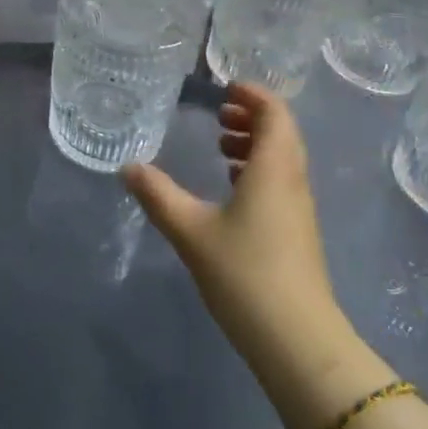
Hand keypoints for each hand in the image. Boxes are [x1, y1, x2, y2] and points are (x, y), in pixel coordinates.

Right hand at [124, 84, 387, 428]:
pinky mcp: (298, 233)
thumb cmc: (244, 273)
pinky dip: (259, 169)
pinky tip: (231, 189)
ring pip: (282, 158)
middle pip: (281, 131)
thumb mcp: (191, 231)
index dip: (252, 94)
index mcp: (273, 167)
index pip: (275, 111)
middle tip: (219, 115)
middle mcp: (293, 179)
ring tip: (220, 147)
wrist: (297, 340)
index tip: (224, 88)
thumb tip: (127, 167)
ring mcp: (300, 208)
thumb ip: (158, 195)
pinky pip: (281, 181)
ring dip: (255, 143)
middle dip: (252, 115)